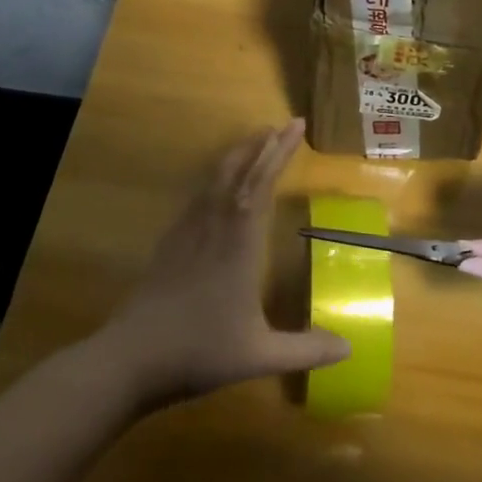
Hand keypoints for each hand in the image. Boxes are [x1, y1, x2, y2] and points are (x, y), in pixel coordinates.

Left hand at [95, 120, 350, 408]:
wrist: (132, 356)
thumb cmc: (200, 350)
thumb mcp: (259, 355)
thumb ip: (305, 349)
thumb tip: (349, 349)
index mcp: (240, 241)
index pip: (262, 182)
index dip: (280, 152)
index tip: (295, 126)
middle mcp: (215, 224)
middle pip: (240, 170)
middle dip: (263, 145)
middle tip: (283, 125)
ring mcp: (188, 229)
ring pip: (216, 177)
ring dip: (238, 154)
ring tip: (255, 141)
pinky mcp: (171, 239)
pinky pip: (199, 194)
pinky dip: (216, 176)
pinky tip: (218, 184)